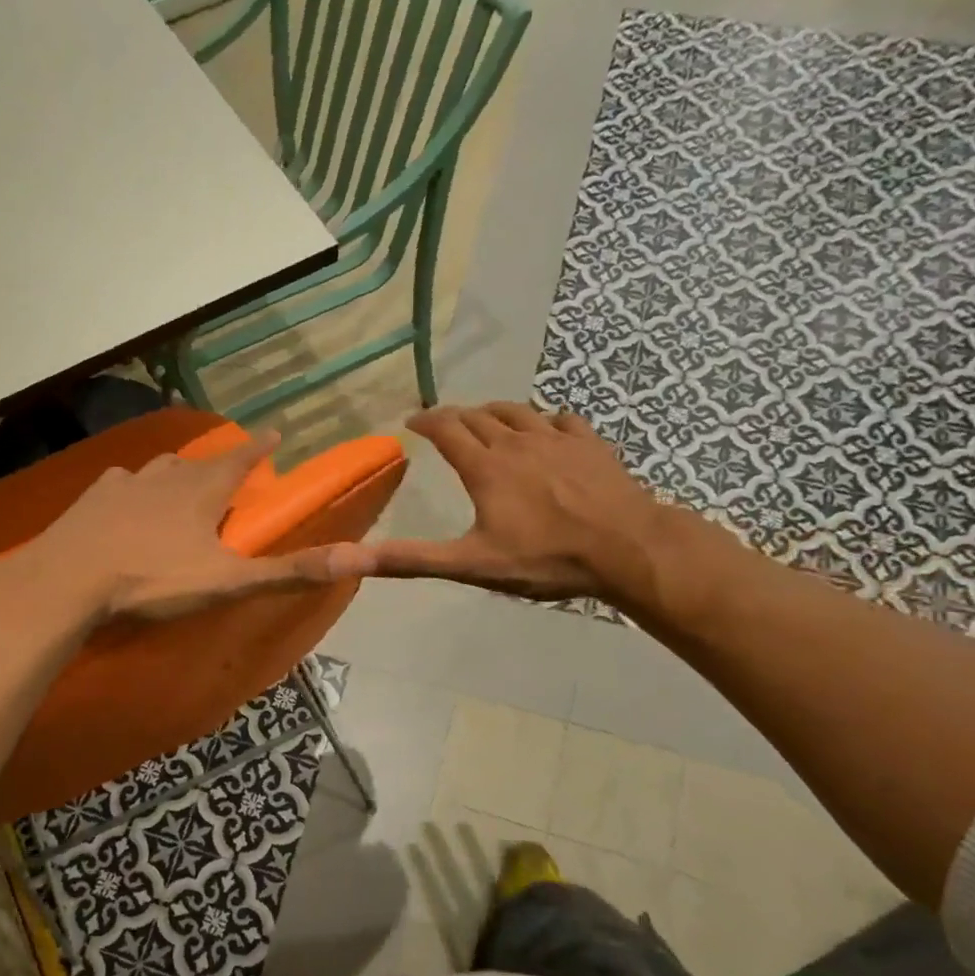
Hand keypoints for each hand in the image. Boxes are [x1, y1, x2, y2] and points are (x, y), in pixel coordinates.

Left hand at [15, 429, 372, 622]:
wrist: (68, 580)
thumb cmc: (153, 580)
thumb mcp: (228, 583)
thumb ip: (288, 572)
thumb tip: (357, 557)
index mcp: (201, 493)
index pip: (240, 460)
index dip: (260, 448)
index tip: (275, 430)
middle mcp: (164, 477)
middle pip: (198, 463)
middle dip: (217, 464)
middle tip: (226, 472)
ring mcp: (123, 484)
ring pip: (157, 469)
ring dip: (174, 473)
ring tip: (177, 483)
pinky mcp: (90, 499)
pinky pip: (118, 484)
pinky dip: (130, 488)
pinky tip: (123, 498)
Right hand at [365, 403, 684, 607]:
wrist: (626, 548)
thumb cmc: (545, 558)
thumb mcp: (471, 564)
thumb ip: (411, 559)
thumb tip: (348, 557)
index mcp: (485, 466)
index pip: (447, 429)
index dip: (426, 421)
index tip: (412, 420)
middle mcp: (517, 441)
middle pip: (479, 416)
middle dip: (456, 416)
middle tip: (444, 423)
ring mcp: (558, 438)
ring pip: (518, 411)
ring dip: (495, 412)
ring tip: (486, 419)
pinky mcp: (591, 444)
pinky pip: (561, 419)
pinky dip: (544, 420)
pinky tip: (546, 429)